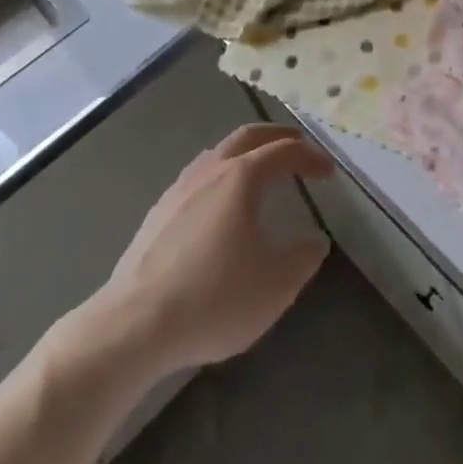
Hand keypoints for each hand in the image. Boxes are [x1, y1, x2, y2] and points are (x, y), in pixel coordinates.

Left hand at [73, 123, 333, 374]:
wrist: (134, 326)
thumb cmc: (214, 298)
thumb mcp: (276, 285)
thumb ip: (303, 257)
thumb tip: (315, 240)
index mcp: (242, 177)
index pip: (284, 152)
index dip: (310, 157)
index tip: (328, 172)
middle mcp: (210, 170)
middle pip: (248, 137)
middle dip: (277, 137)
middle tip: (297, 146)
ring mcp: (179, 189)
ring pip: (218, 153)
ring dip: (245, 153)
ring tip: (259, 170)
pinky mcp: (157, 214)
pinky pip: (198, 177)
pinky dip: (220, 175)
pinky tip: (219, 205)